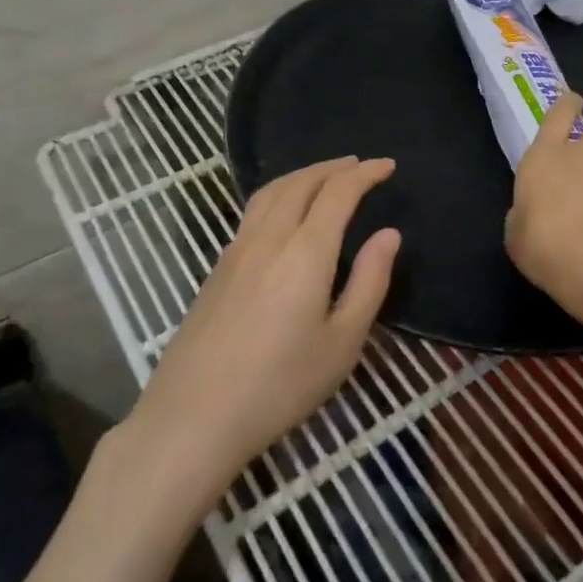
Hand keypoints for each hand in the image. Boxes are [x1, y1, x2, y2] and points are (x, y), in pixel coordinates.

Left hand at [130, 157, 397, 506]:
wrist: (194, 417)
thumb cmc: (279, 385)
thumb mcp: (342, 343)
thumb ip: (370, 282)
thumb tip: (388, 234)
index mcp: (304, 251)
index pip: (338, 192)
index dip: (365, 173)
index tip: (387, 165)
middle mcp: (269, 237)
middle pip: (301, 182)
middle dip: (333, 167)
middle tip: (359, 165)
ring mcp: (236, 249)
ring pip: (271, 191)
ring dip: (303, 174)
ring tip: (325, 176)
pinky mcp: (217, 267)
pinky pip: (254, 210)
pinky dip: (279, 192)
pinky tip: (285, 211)